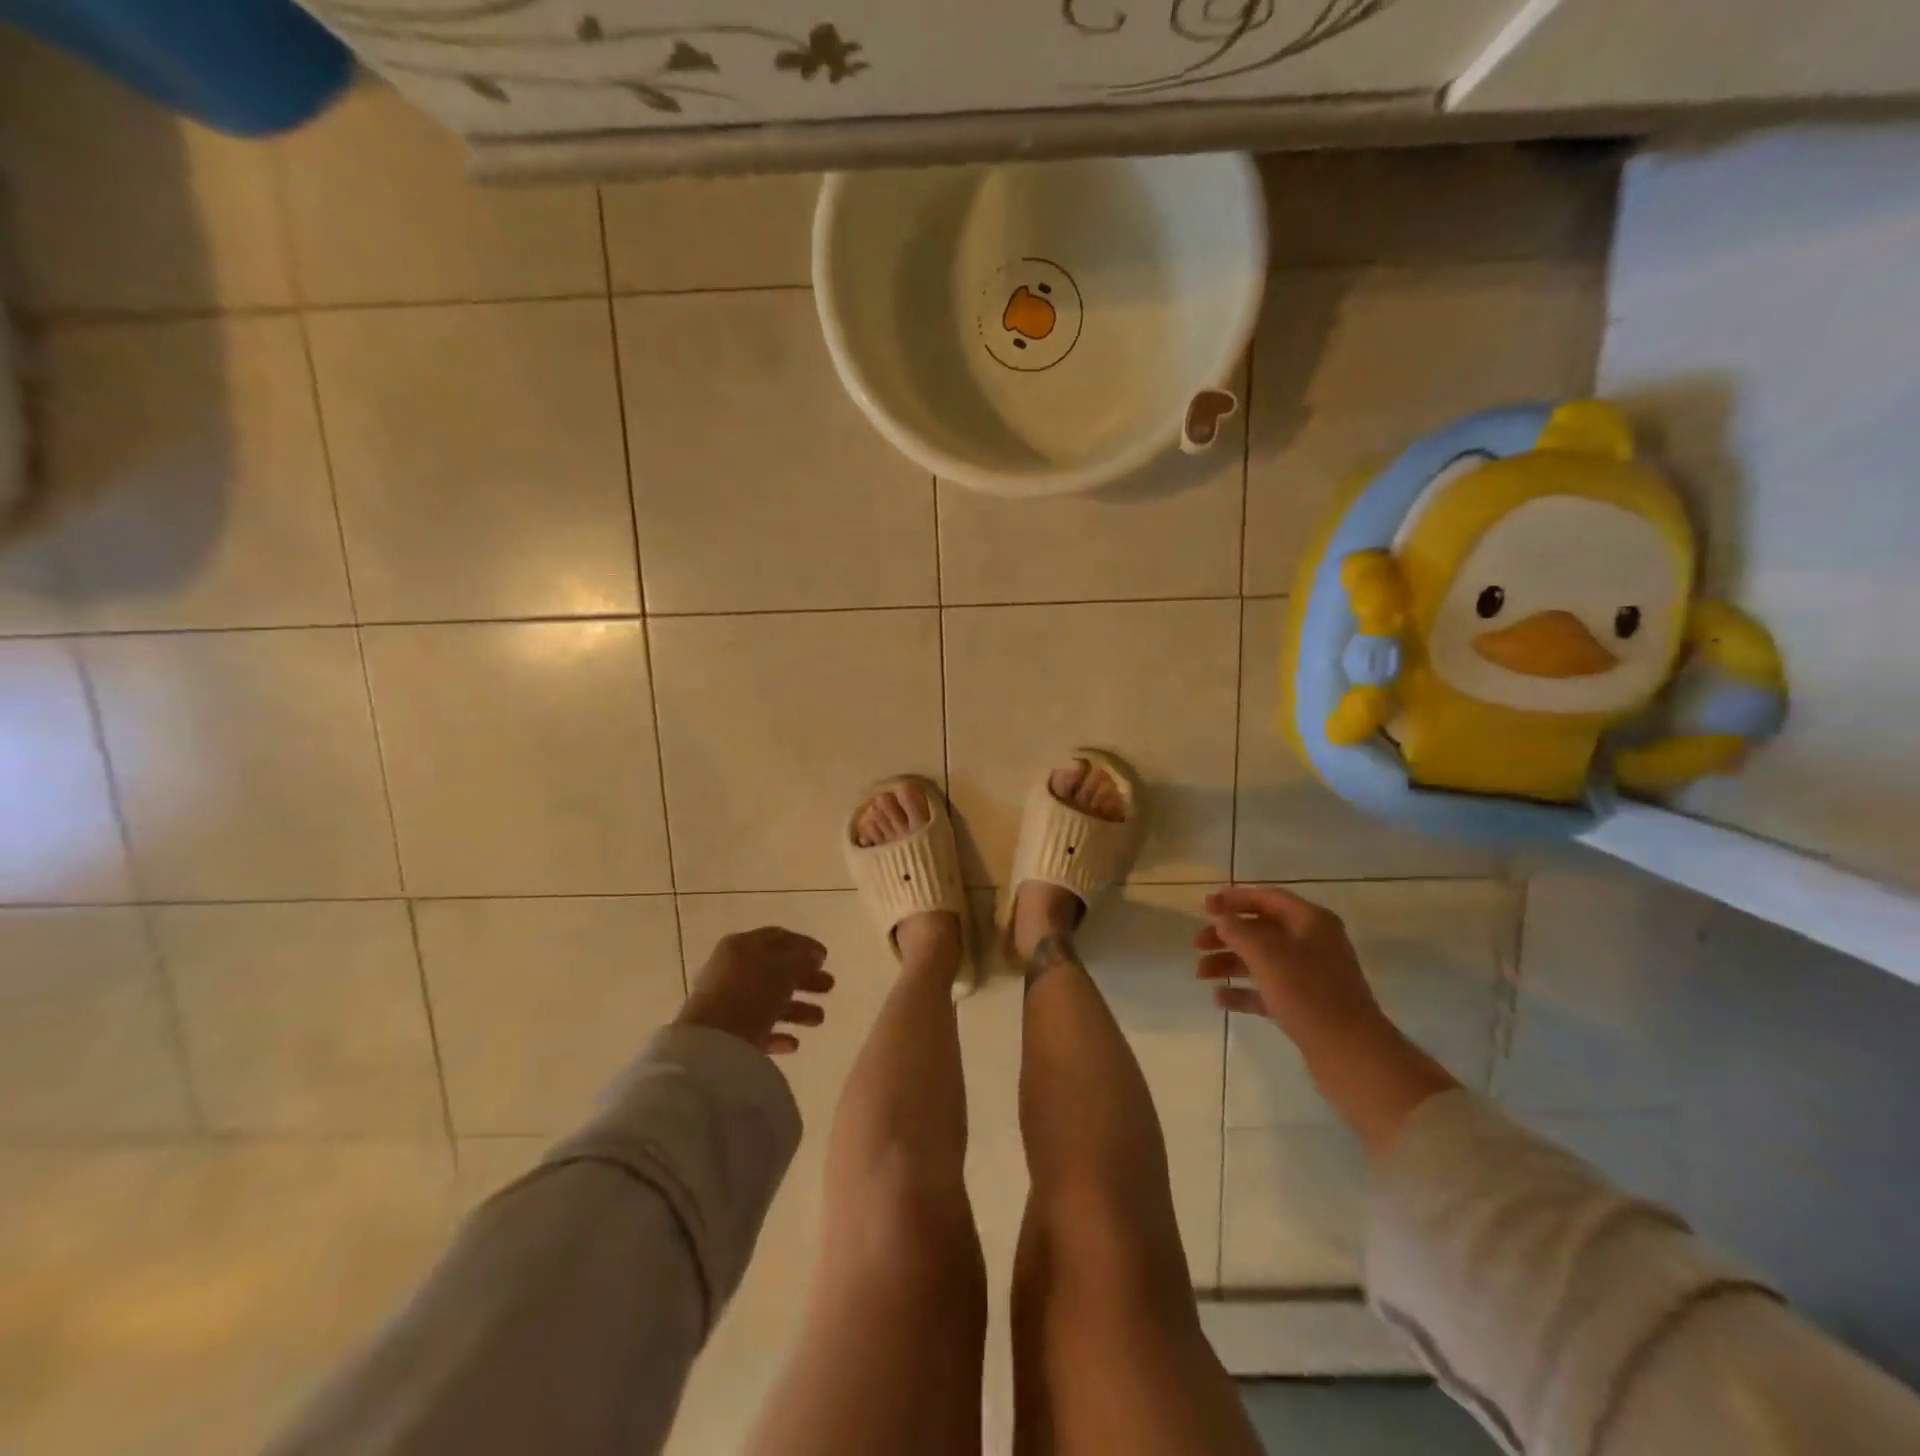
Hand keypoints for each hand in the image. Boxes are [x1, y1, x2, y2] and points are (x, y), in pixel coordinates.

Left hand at [677, 927, 833, 1054]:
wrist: (710, 1044)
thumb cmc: (750, 994)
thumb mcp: (783, 969)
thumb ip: (803, 958)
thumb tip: (815, 954)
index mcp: (742, 947)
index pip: (778, 938)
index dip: (804, 945)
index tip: (826, 957)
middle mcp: (732, 971)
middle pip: (775, 971)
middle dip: (805, 979)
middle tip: (829, 986)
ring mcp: (727, 1004)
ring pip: (769, 1001)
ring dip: (797, 1009)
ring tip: (819, 1019)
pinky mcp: (726, 1035)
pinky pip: (757, 1029)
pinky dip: (777, 1033)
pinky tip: (794, 1043)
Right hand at [1194, 886, 1382, 1049]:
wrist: (1350, 1053)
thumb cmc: (1307, 993)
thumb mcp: (1266, 954)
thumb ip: (1238, 930)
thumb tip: (1222, 918)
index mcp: (1311, 922)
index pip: (1268, 898)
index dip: (1235, 899)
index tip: (1205, 906)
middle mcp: (1313, 943)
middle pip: (1261, 930)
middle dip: (1227, 935)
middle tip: (1197, 944)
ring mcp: (1311, 976)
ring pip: (1262, 960)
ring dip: (1229, 963)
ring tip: (1200, 974)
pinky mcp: (1307, 1006)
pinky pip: (1268, 990)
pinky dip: (1243, 991)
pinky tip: (1219, 998)